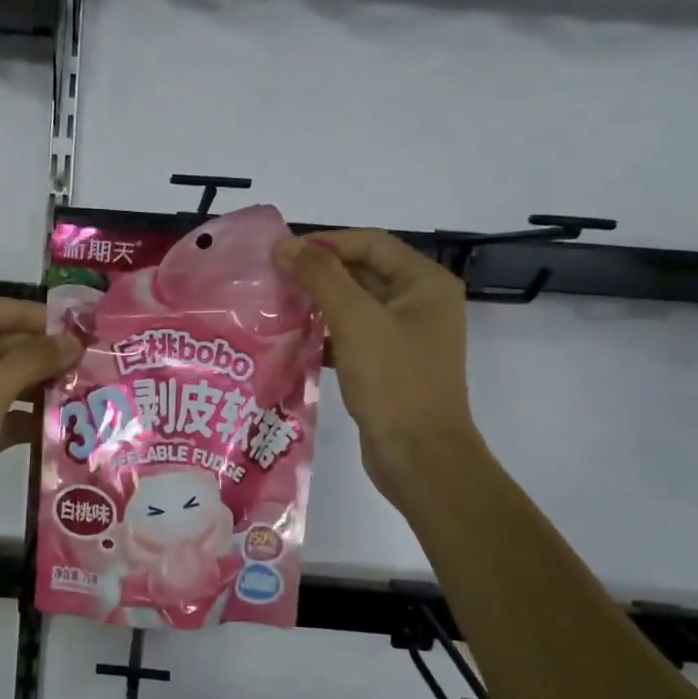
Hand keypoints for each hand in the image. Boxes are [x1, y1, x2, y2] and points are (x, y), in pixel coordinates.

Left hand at [0, 298, 80, 585]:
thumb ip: (29, 361)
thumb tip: (73, 341)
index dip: (30, 314)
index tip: (74, 325)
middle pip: (0, 348)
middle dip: (43, 352)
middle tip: (90, 359)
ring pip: (7, 385)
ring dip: (43, 386)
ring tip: (87, 389)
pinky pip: (7, 420)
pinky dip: (34, 420)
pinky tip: (68, 427)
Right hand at [274, 231, 478, 508]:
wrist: (419, 456)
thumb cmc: (393, 380)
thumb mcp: (355, 320)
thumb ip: (320, 276)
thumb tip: (285, 245)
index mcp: (425, 283)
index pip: (371, 243)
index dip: (326, 242)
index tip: (282, 251)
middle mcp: (421, 304)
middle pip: (363, 272)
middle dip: (319, 273)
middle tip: (273, 277)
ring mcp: (406, 337)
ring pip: (355, 306)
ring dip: (318, 303)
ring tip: (277, 305)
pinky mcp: (390, 365)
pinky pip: (354, 336)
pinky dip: (326, 334)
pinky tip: (293, 339)